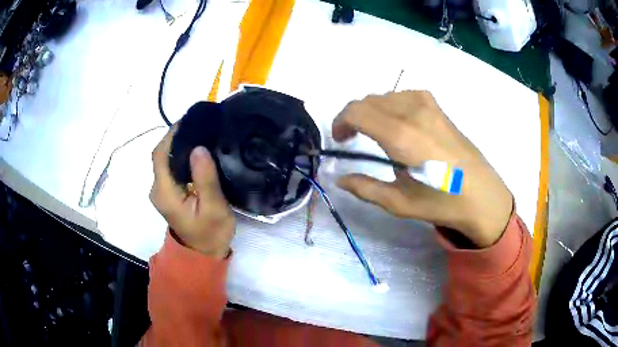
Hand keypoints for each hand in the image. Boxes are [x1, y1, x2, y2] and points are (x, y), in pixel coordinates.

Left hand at [150, 126, 234, 257]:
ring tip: (200, 135)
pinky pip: (171, 168)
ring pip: (165, 161)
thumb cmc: (210, 233)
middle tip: (200, 126)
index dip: (171, 135)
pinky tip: (196, 153)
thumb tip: (198, 148)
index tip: (189, 121)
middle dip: (176, 137)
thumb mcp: (213, 208)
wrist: (203, 254)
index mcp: (164, 192)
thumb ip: (205, 179)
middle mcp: (157, 189)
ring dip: (179, 146)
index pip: (160, 155)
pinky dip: (181, 157)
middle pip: (161, 155)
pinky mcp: (168, 193)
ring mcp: (162, 192)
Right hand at [333, 91, 512, 247]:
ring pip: (386, 96)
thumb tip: (339, 179)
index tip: (340, 139)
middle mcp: (413, 112)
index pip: (357, 110)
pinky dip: (393, 104)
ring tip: (375, 132)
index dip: (340, 121)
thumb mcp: (399, 202)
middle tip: (353, 138)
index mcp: (401, 136)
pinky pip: (405, 95)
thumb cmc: (442, 202)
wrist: (483, 195)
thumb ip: (365, 188)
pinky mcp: (439, 107)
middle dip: (354, 116)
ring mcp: (428, 105)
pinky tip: (399, 122)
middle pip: (369, 100)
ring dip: (373, 110)